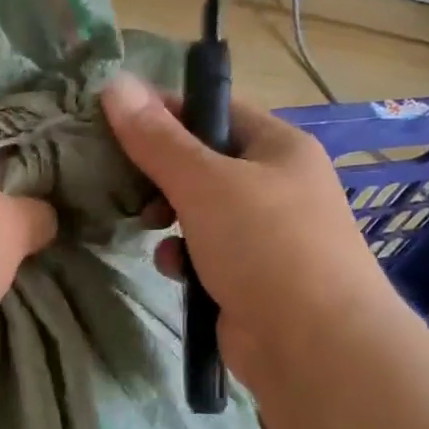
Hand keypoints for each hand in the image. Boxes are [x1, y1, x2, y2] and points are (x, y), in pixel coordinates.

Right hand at [99, 73, 395, 388]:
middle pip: (203, 162)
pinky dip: (185, 258)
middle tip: (128, 182)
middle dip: (162, 174)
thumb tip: (114, 84)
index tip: (116, 121)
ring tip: (150, 228)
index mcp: (278, 147)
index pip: (215, 110)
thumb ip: (156, 138)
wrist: (314, 345)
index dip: (165, 111)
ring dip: (170, 218)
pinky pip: (205, 253)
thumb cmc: (264, 245)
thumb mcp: (204, 182)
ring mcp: (266, 234)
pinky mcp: (250, 277)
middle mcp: (276, 185)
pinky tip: (176, 271)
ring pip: (199, 211)